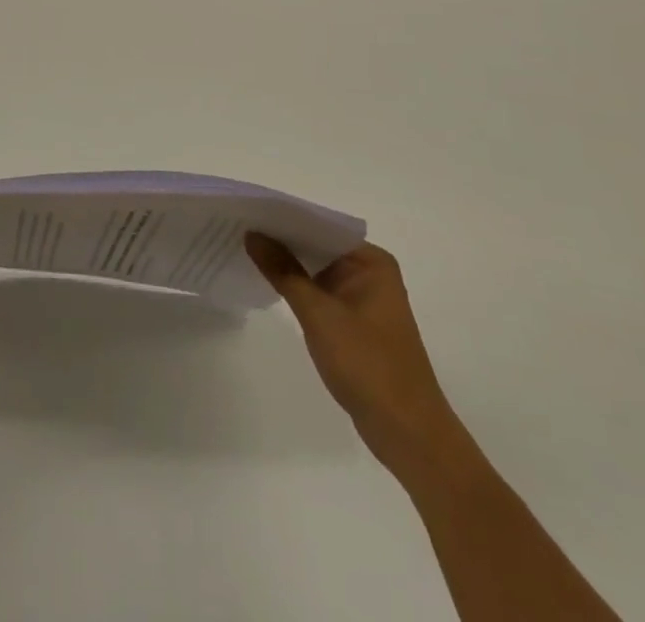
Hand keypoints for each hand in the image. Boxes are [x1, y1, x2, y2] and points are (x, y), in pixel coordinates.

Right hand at [246, 235, 465, 476]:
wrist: (408, 434)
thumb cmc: (368, 365)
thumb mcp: (319, 314)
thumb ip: (283, 271)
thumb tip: (252, 234)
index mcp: (371, 262)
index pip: (320, 226)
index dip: (283, 218)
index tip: (247, 211)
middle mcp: (370, 273)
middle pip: (317, 245)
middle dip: (280, 239)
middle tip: (237, 226)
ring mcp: (363, 299)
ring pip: (316, 269)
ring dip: (286, 264)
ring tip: (243, 248)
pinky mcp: (354, 323)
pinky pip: (319, 292)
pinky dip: (296, 287)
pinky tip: (267, 281)